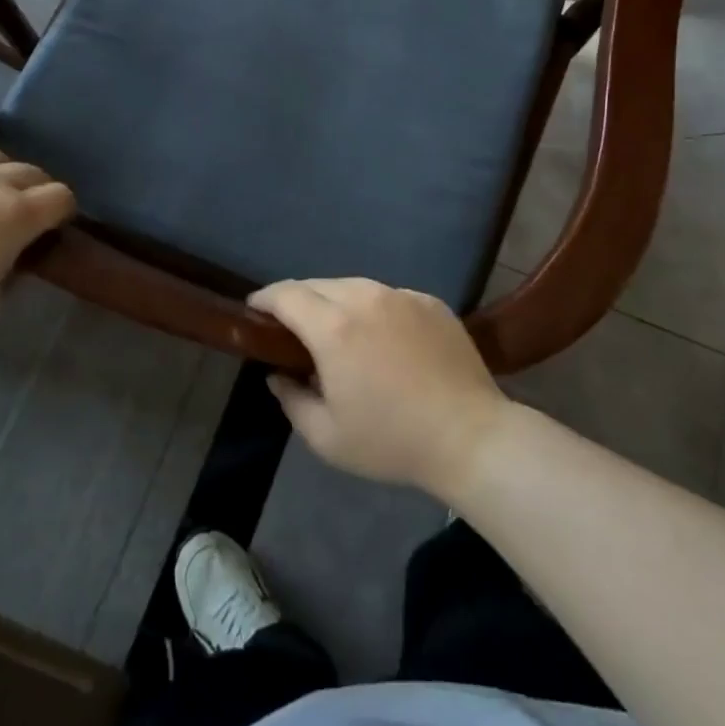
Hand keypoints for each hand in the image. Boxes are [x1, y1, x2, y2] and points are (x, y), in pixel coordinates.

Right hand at [249, 278, 511, 498]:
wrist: (469, 435)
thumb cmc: (391, 441)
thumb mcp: (327, 437)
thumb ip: (291, 399)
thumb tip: (277, 374)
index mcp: (334, 328)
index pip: (286, 295)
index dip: (265, 298)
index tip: (254, 309)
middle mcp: (365, 298)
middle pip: (318, 285)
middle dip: (297, 300)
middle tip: (292, 327)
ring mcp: (401, 295)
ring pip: (354, 286)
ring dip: (335, 302)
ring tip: (336, 330)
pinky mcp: (429, 301)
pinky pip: (388, 296)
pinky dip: (373, 309)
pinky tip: (381, 338)